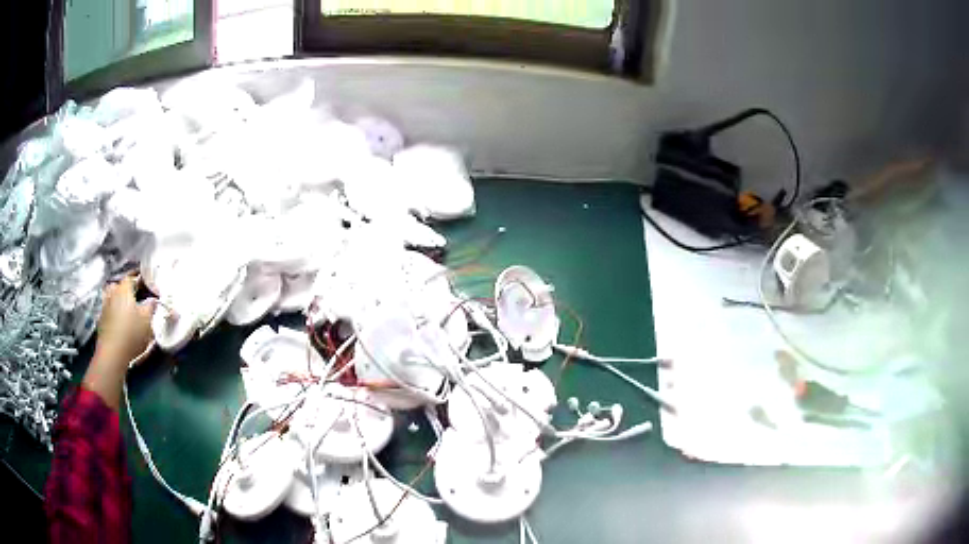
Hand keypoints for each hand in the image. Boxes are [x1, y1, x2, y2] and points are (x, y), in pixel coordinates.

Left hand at [96, 275, 156, 365]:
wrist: (113, 353)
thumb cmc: (131, 333)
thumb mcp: (147, 320)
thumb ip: (151, 307)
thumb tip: (153, 300)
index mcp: (124, 289)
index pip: (132, 277)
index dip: (140, 281)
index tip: (147, 288)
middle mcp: (112, 293)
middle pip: (120, 286)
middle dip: (127, 290)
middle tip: (135, 298)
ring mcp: (105, 306)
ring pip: (112, 297)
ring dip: (118, 301)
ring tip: (126, 311)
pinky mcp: (101, 320)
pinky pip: (109, 311)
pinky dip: (113, 314)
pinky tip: (119, 323)